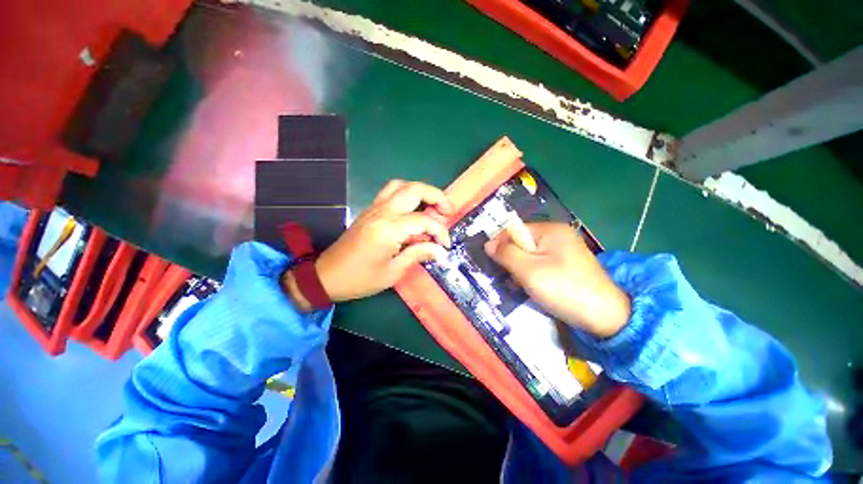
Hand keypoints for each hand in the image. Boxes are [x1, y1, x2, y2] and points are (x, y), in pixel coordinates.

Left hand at [285, 180, 453, 309]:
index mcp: (388, 229)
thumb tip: (440, 251)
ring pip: (401, 185)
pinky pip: (391, 191)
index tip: (445, 245)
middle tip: (448, 212)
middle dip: (437, 196)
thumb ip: (418, 255)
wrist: (327, 276)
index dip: (440, 231)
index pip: (424, 220)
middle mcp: (382, 212)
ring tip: (432, 206)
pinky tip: (413, 209)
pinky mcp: (369, 210)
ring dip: (421, 191)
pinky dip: (407, 194)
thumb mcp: (393, 272)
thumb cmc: (360, 279)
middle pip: (415, 189)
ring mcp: (374, 208)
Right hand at [484, 222, 630, 337]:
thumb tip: (488, 244)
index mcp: (550, 230)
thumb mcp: (528, 270)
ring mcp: (563, 251)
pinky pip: (540, 264)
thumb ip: (506, 254)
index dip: (501, 244)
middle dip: (512, 259)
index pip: (514, 230)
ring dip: (520, 269)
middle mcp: (557, 236)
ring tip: (521, 286)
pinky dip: (532, 274)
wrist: (605, 317)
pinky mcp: (566, 266)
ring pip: (529, 255)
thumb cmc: (563, 289)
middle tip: (510, 278)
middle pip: (522, 242)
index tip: (494, 263)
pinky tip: (532, 288)